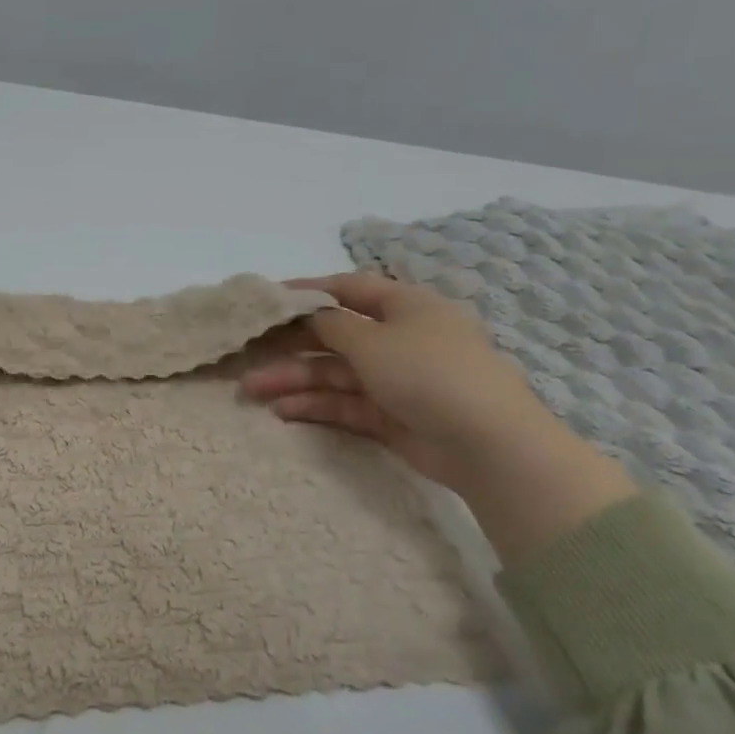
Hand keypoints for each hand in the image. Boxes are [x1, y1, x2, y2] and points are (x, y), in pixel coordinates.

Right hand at [241, 272, 634, 562]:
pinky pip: (345, 404)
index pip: (349, 289)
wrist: (487, 444)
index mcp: (405, 306)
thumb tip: (309, 314)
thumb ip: (331, 325)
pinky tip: (283, 410)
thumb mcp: (372, 339)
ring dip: (294, 379)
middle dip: (290, 345)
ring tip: (252, 391)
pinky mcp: (391, 416)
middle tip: (247, 353)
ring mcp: (396, 380)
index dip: (308, 291)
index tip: (268, 299)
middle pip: (335, 335)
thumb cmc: (427, 372)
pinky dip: (315, 405)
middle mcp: (400, 338)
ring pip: (335, 373)